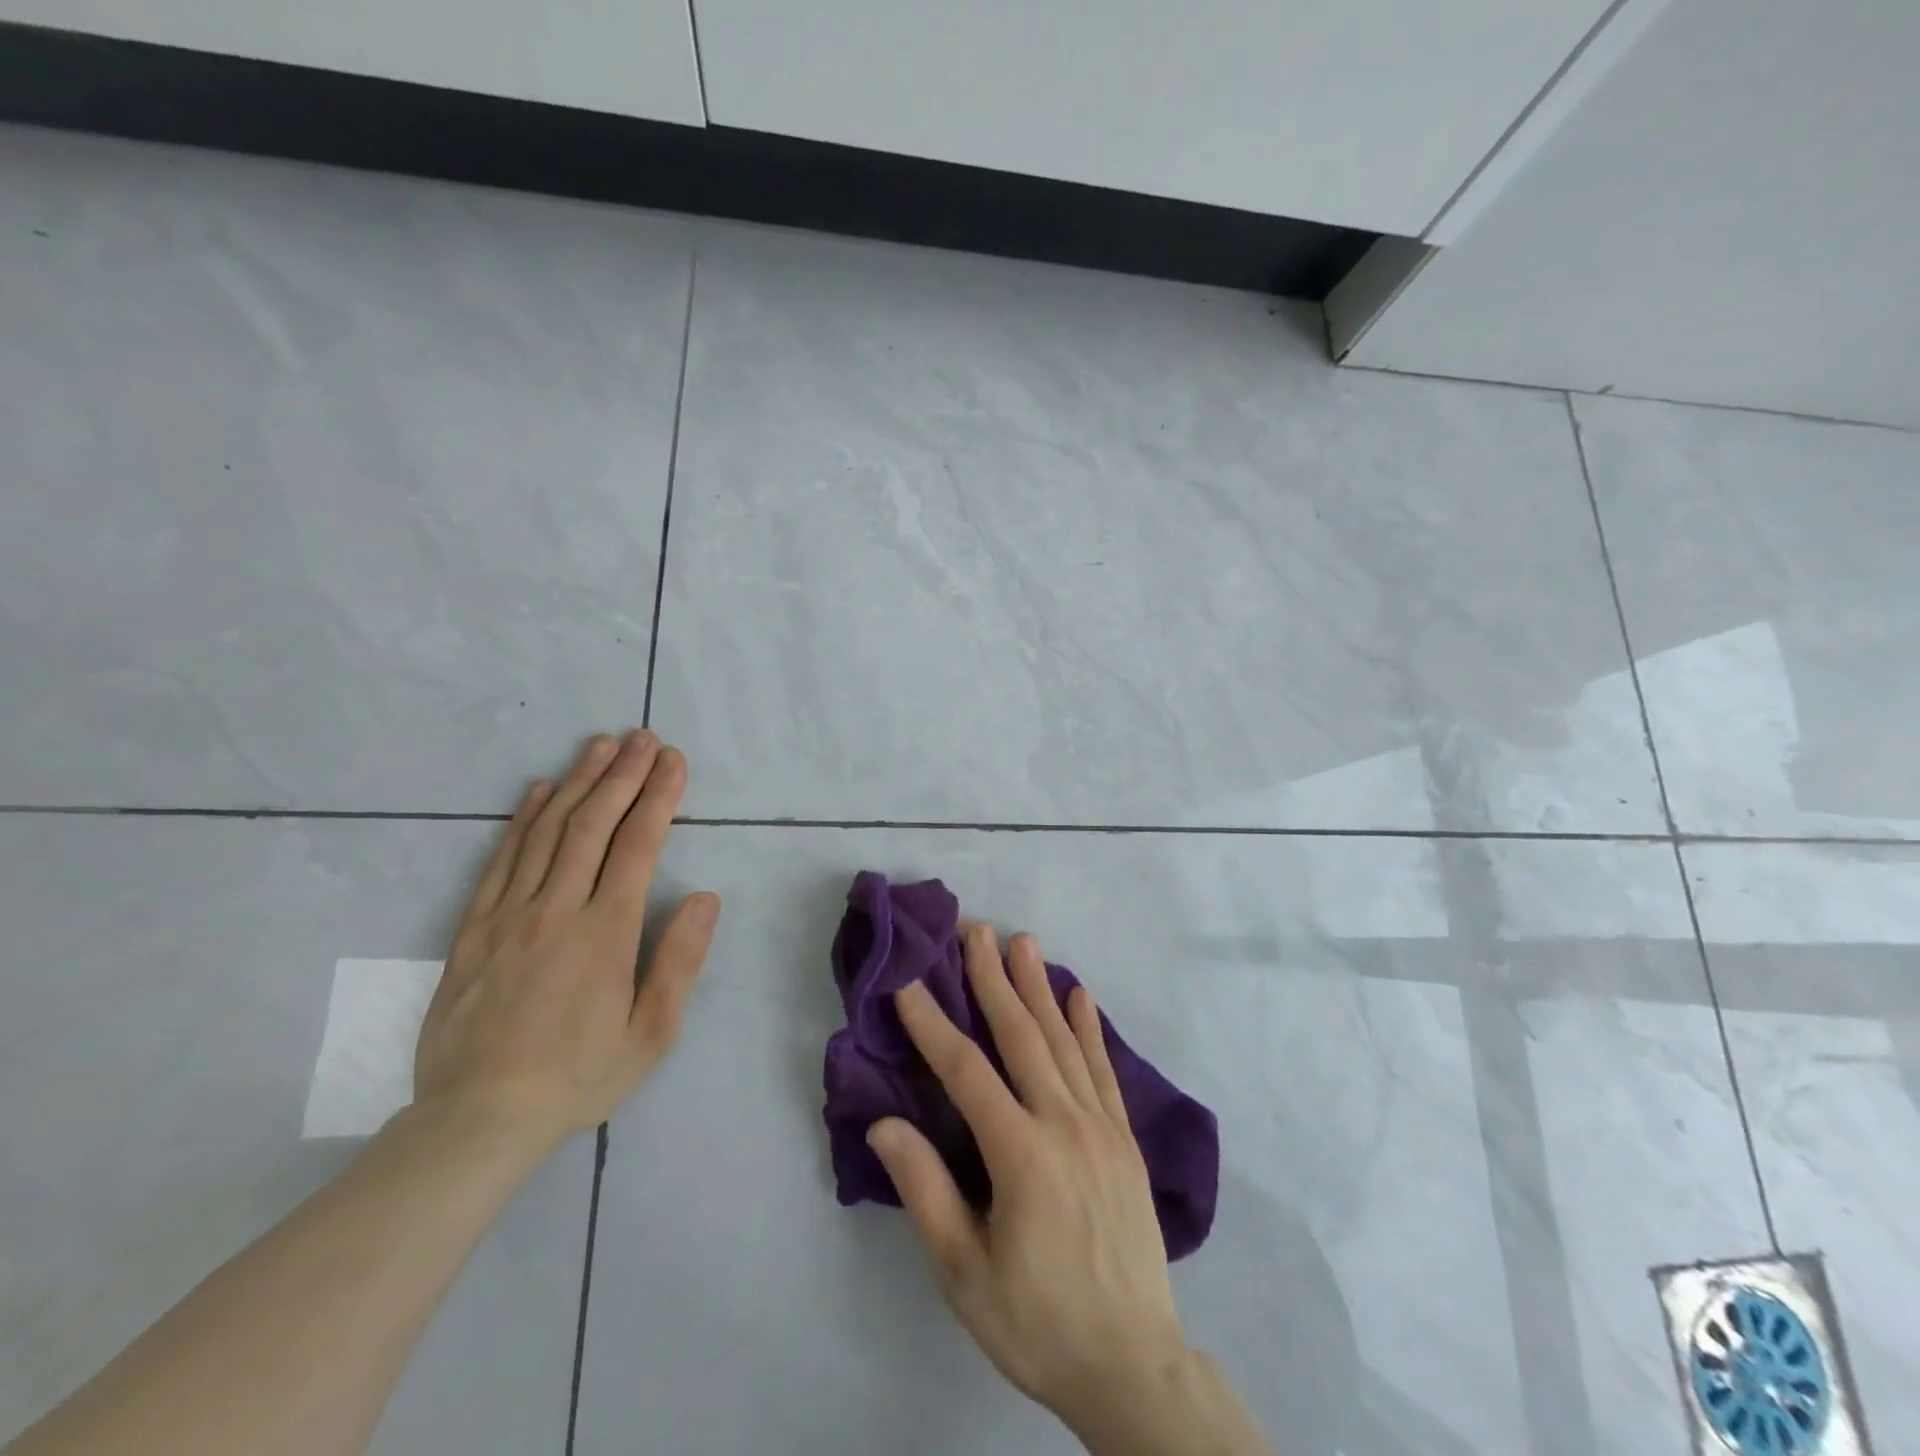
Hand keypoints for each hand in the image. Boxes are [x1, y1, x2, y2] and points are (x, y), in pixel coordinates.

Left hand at [413, 730, 718, 1149]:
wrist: (477, 1119)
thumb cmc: (579, 1075)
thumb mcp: (652, 1032)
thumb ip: (680, 960)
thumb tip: (705, 898)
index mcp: (605, 932)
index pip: (638, 845)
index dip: (659, 796)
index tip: (673, 761)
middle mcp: (557, 909)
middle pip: (593, 824)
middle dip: (623, 774)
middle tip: (643, 737)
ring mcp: (509, 915)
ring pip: (547, 832)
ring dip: (577, 782)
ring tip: (600, 745)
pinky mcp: (473, 929)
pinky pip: (501, 860)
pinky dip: (523, 819)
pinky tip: (539, 790)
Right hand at [866, 925, 1188, 1435]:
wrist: (1132, 1366)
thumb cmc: (1036, 1321)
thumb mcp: (964, 1272)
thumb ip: (925, 1190)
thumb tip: (885, 1124)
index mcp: (1021, 1155)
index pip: (966, 1072)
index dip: (933, 1024)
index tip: (909, 983)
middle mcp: (1065, 1125)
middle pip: (1021, 1037)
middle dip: (993, 979)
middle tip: (976, 930)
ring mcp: (1102, 1127)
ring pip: (1064, 1041)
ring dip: (1039, 987)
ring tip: (1023, 942)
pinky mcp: (1125, 1139)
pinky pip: (1104, 1070)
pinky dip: (1089, 1028)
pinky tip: (1080, 994)